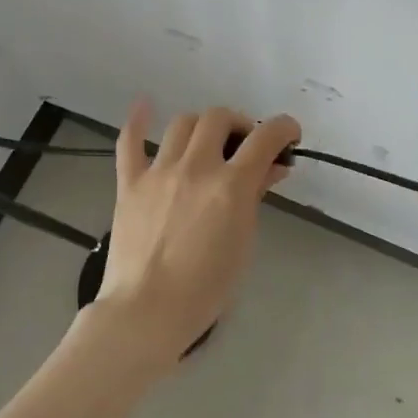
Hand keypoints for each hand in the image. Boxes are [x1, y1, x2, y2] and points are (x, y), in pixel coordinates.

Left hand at [93, 102, 300, 368]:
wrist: (147, 311)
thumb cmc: (206, 288)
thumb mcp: (243, 242)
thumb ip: (255, 196)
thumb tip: (271, 168)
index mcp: (230, 185)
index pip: (265, 138)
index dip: (283, 128)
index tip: (288, 134)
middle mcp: (195, 167)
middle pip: (219, 118)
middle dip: (239, 124)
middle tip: (244, 145)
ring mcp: (159, 172)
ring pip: (182, 124)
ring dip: (201, 126)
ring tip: (207, 142)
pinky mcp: (130, 184)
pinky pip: (129, 142)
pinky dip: (138, 121)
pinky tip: (145, 106)